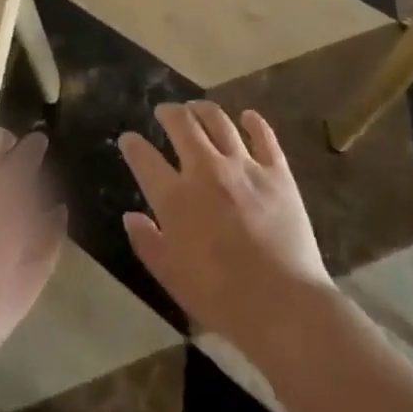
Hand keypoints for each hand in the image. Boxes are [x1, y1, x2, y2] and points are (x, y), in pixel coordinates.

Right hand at [119, 103, 332, 347]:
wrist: (283, 304)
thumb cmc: (220, 297)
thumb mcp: (170, 276)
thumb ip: (147, 242)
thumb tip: (130, 216)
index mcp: (175, 197)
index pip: (144, 158)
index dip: (132, 145)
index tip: (129, 140)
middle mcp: (205, 170)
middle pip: (182, 125)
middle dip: (168, 113)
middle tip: (164, 111)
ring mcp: (243, 166)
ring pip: (219, 121)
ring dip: (203, 109)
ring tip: (197, 107)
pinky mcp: (277, 172)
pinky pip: (263, 136)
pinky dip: (253, 122)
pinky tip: (247, 117)